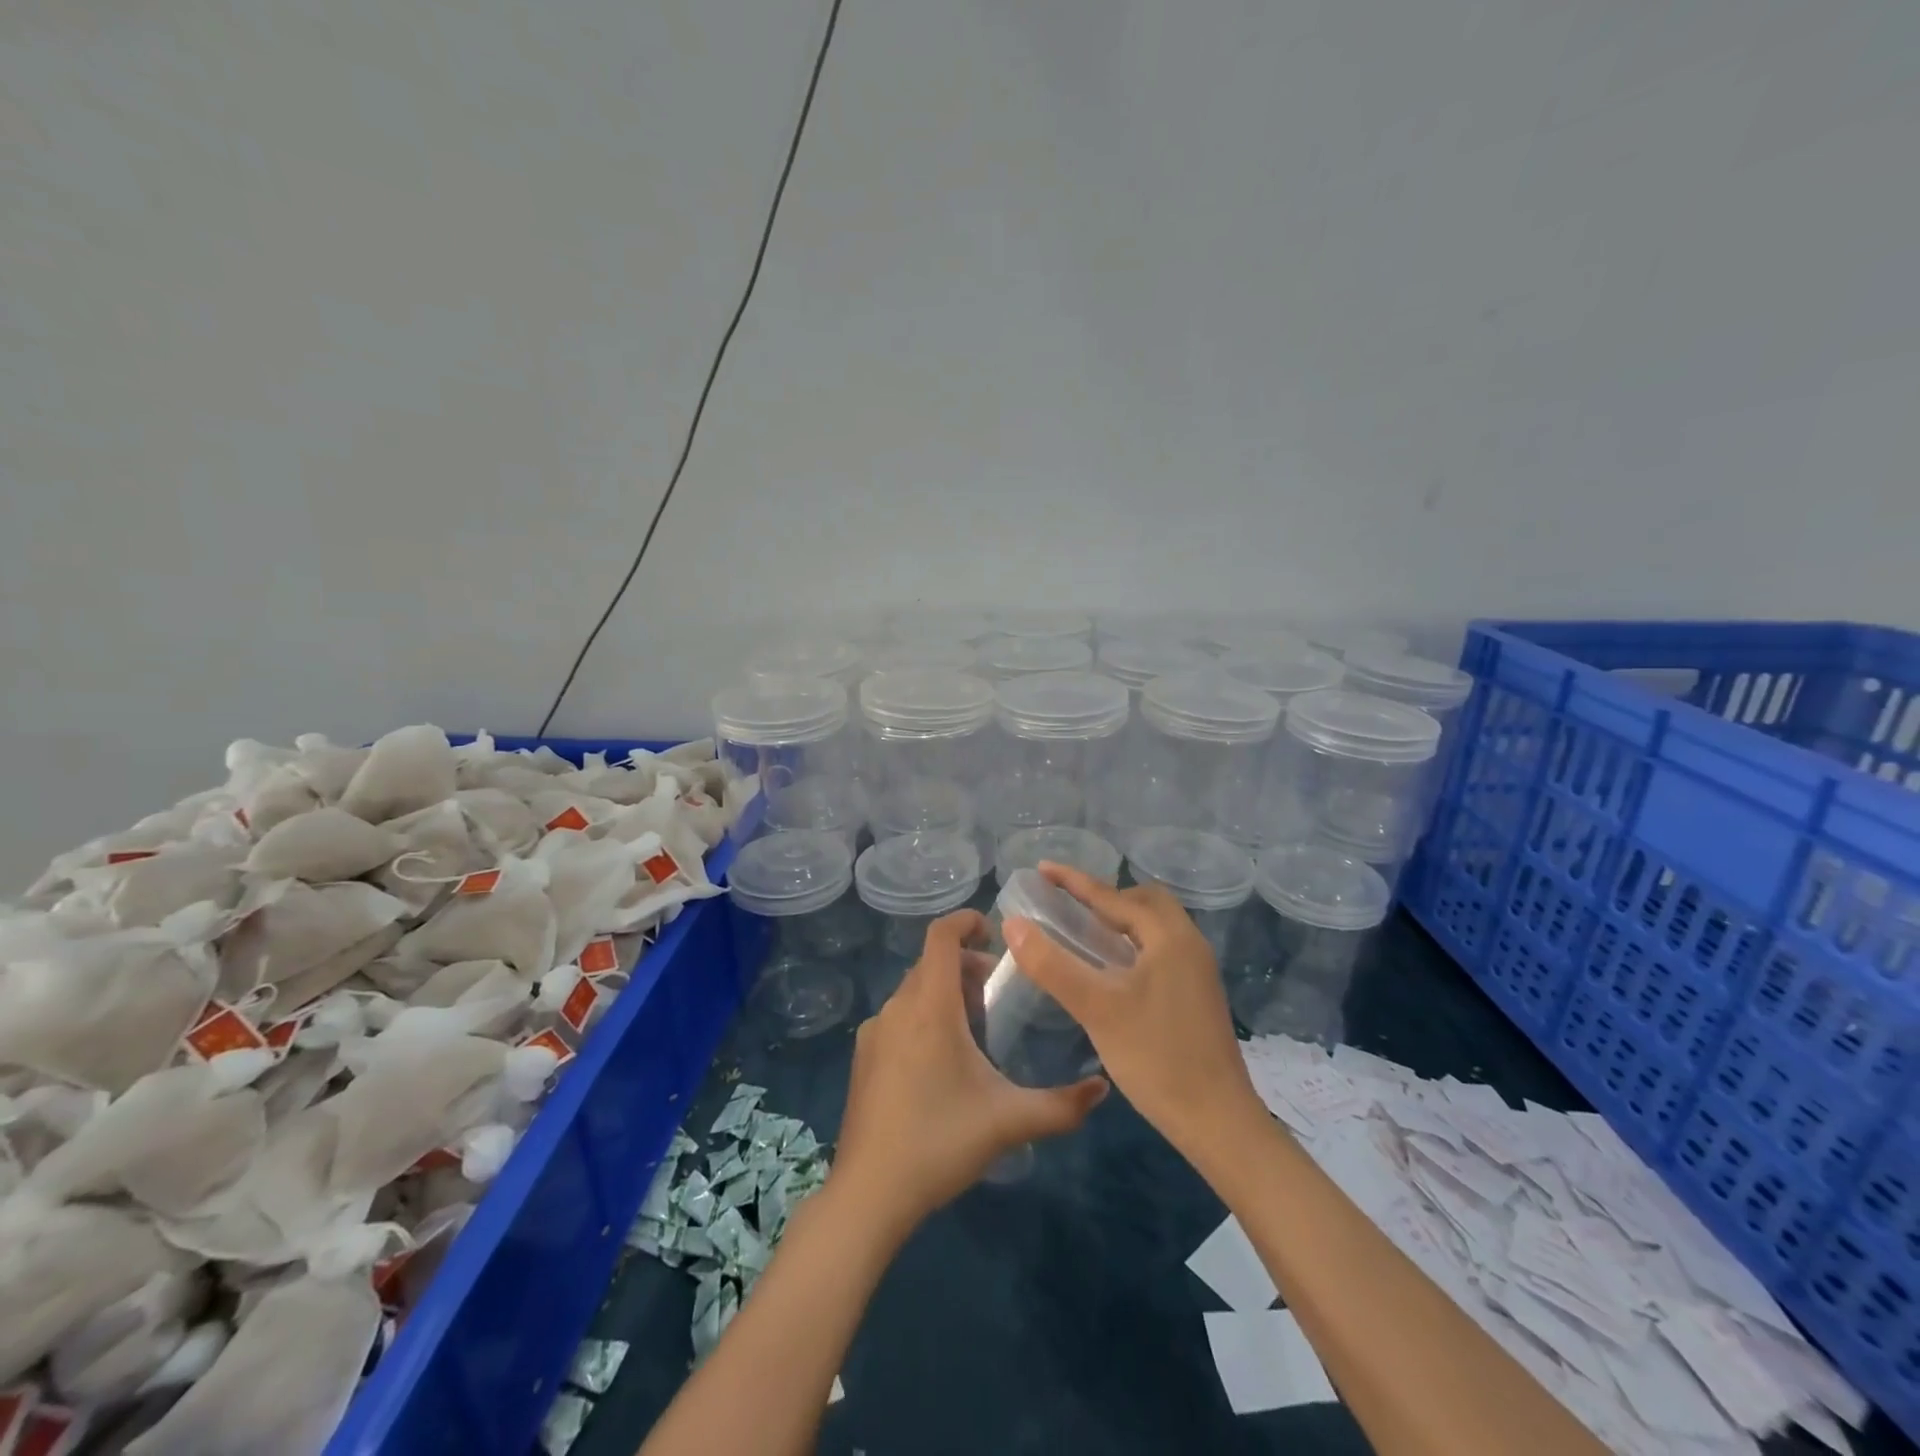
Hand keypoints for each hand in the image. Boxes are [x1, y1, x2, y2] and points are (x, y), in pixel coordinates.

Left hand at [830, 910, 1108, 1237]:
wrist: (869, 1193)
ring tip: (974, 1028)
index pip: (940, 936)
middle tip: (996, 991)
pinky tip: (940, 1061)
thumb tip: (1103, 1088)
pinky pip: (898, 1016)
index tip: (992, 929)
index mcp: (930, 1006)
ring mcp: (874, 1032)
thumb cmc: (940, 1142)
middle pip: (932, 964)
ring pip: (914, 991)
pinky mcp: (863, 1057)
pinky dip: (922, 1015)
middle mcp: (897, 1007)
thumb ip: (1062, 1105)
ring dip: (944, 992)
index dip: (965, 921)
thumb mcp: (1009, 1121)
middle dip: (965, 965)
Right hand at [1004, 865, 1262, 1157]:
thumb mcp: (1097, 1008)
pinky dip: (1133, 944)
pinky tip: (1111, 971)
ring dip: (1121, 921)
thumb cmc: (1156, 1058)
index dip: (1075, 882)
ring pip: (1155, 927)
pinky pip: (1160, 950)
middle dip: (1104, 897)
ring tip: (1084, 933)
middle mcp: (1189, 944)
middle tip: (1067, 906)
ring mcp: (1197, 971)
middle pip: (1144, 902)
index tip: (1042, 869)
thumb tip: (1013, 925)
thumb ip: (1052, 964)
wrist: (1218, 1122)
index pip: (1114, 896)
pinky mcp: (1197, 995)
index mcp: (1170, 937)